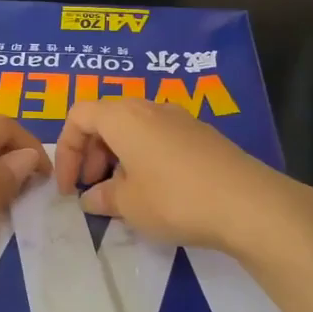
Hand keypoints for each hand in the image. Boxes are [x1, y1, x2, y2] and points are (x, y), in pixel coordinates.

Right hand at [52, 97, 312, 257]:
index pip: (79, 116)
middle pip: (106, 118)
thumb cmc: (174, 199)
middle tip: (92, 188)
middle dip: (91, 153)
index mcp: (124, 116)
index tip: (69, 187)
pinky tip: (155, 192)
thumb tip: (92, 197)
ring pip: (134, 128)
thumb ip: (103, 198)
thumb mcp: (129, 205)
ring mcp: (180, 118)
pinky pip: (159, 138)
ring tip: (122, 194)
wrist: (247, 203)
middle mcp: (150, 107)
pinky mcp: (202, 135)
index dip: (65, 150)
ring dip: (118, 157)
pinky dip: (144, 158)